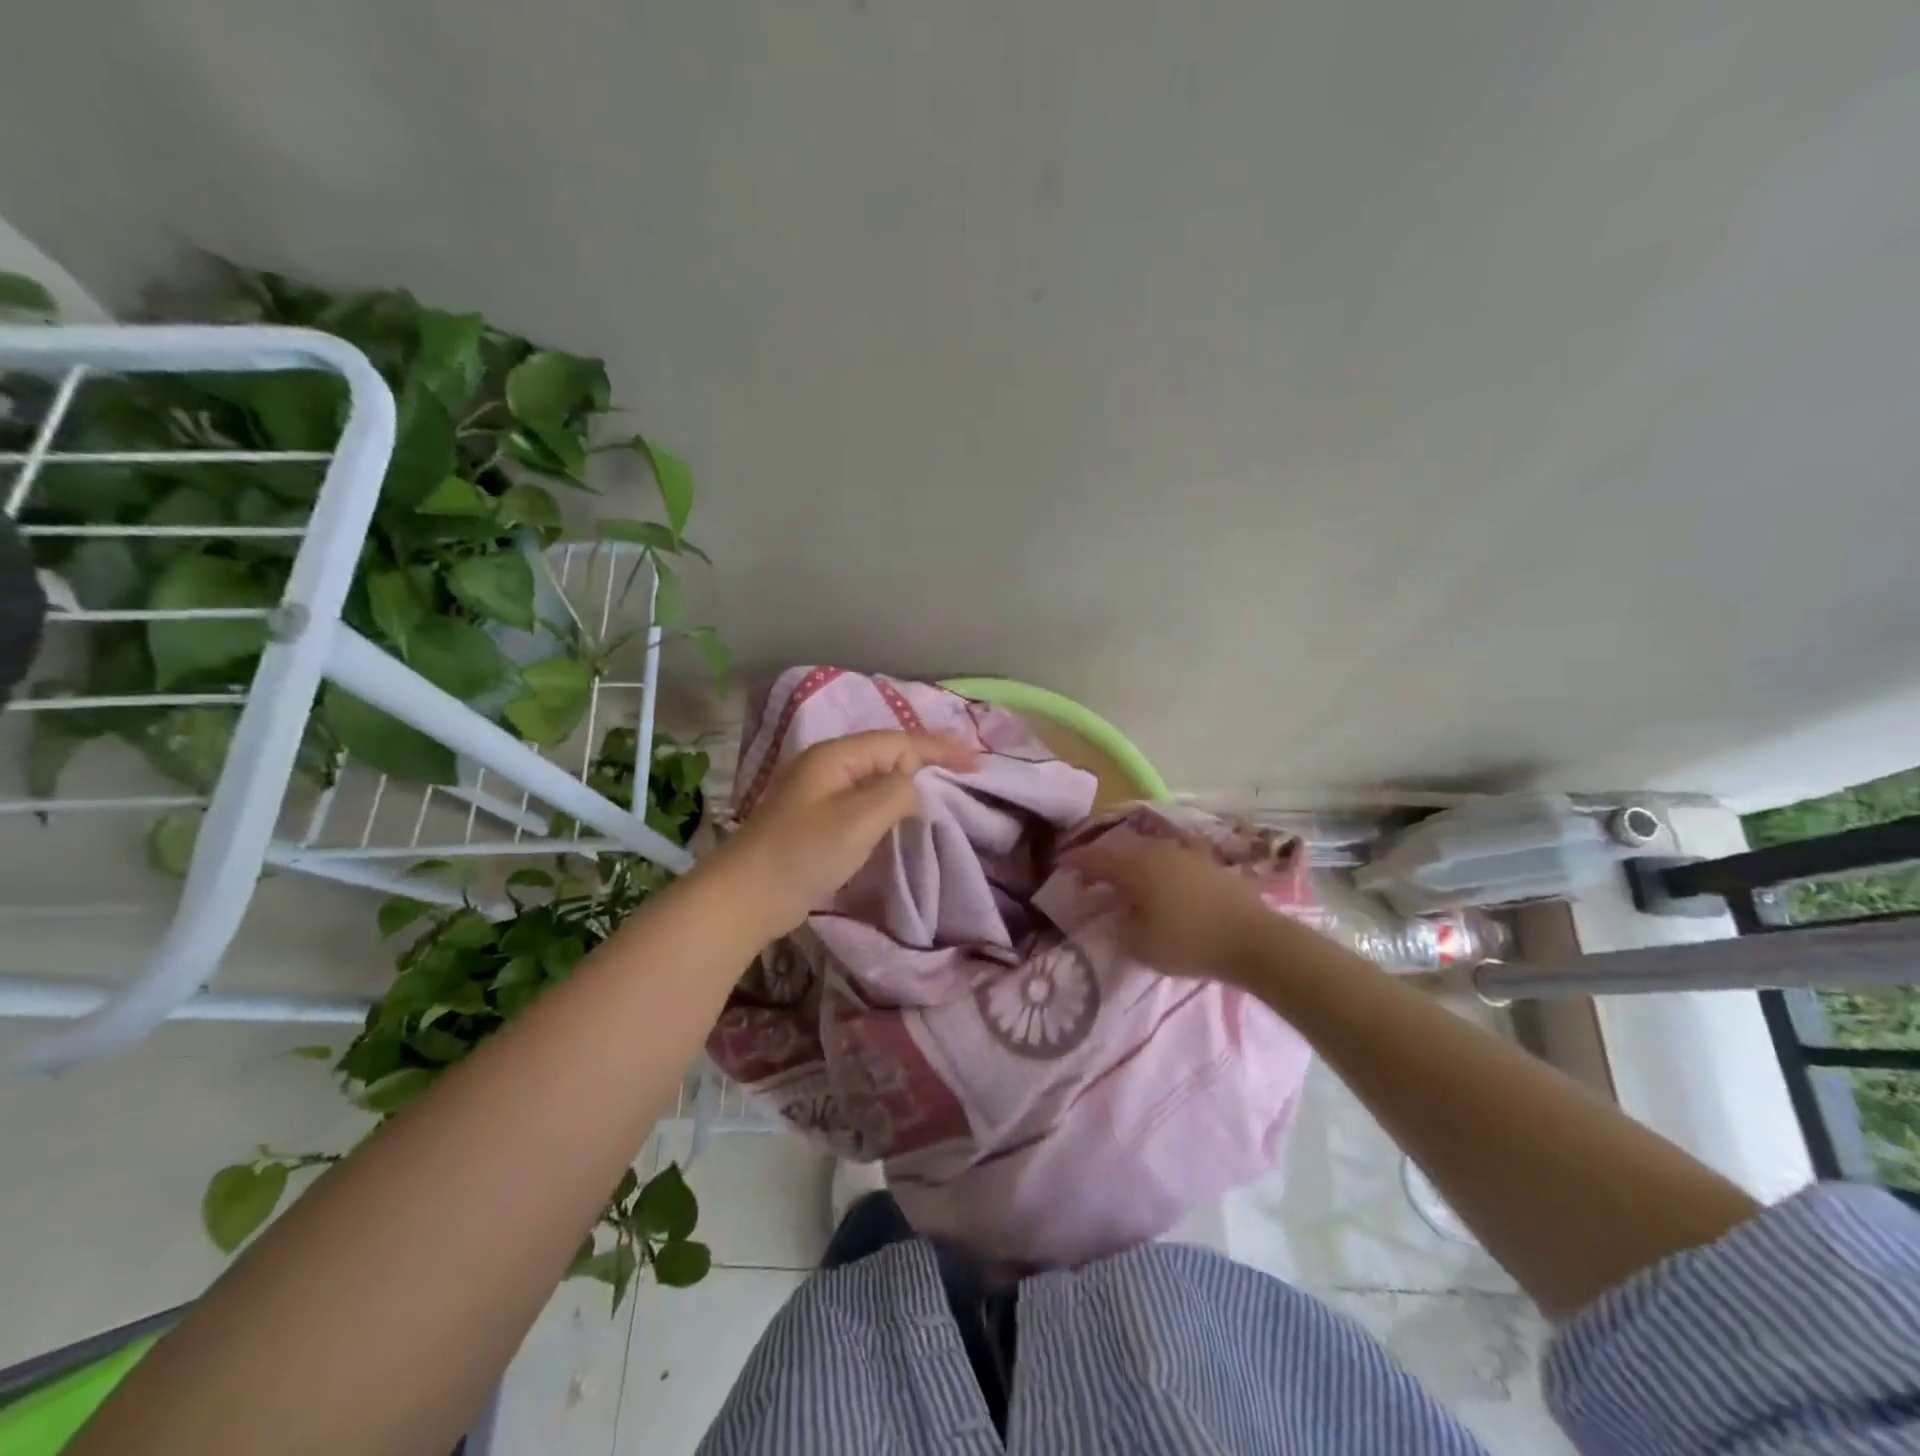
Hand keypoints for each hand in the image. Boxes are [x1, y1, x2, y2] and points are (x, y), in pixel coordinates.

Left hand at [716, 730, 979, 935]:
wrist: (747, 895)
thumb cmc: (805, 851)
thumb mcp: (860, 817)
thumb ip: (897, 792)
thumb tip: (914, 789)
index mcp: (836, 755)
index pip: (899, 742)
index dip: (940, 749)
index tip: (977, 762)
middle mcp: (827, 765)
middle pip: (887, 752)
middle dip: (927, 757)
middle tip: (965, 769)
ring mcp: (818, 792)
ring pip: (875, 775)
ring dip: (909, 778)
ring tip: (941, 786)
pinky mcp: (816, 819)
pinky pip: (863, 798)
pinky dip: (889, 800)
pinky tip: (901, 811)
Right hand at [1068, 837, 1279, 983]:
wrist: (1254, 940)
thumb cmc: (1189, 942)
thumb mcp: (1140, 945)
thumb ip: (1121, 926)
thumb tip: (1121, 914)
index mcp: (1135, 867)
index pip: (1095, 859)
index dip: (1075, 861)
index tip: (1060, 862)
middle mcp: (1158, 851)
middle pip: (1123, 854)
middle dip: (1105, 866)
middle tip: (1093, 882)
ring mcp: (1187, 854)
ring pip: (1150, 855)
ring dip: (1135, 868)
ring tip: (1130, 886)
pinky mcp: (1211, 864)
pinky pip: (1175, 863)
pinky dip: (1162, 872)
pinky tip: (1166, 886)